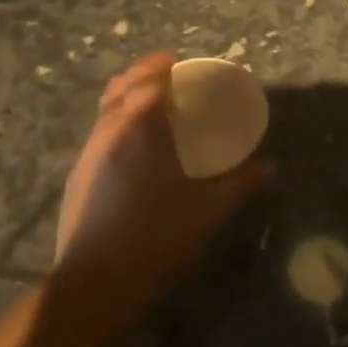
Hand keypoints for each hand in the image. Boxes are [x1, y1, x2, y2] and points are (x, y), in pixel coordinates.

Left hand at [54, 52, 270, 301]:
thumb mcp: (208, 210)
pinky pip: (99, 132)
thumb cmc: (158, 237)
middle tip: (170, 82)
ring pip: (106, 109)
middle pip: (121, 86)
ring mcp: (88, 153)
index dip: (163, 66)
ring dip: (127, 98)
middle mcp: (109, 131)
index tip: (181, 65)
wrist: (97, 281)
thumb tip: (269, 168)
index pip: (149, 78)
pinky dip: (117, 123)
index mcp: (141, 128)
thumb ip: (240, 184)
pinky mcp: (77, 175)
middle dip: (143, 76)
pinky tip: (135, 149)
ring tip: (153, 110)